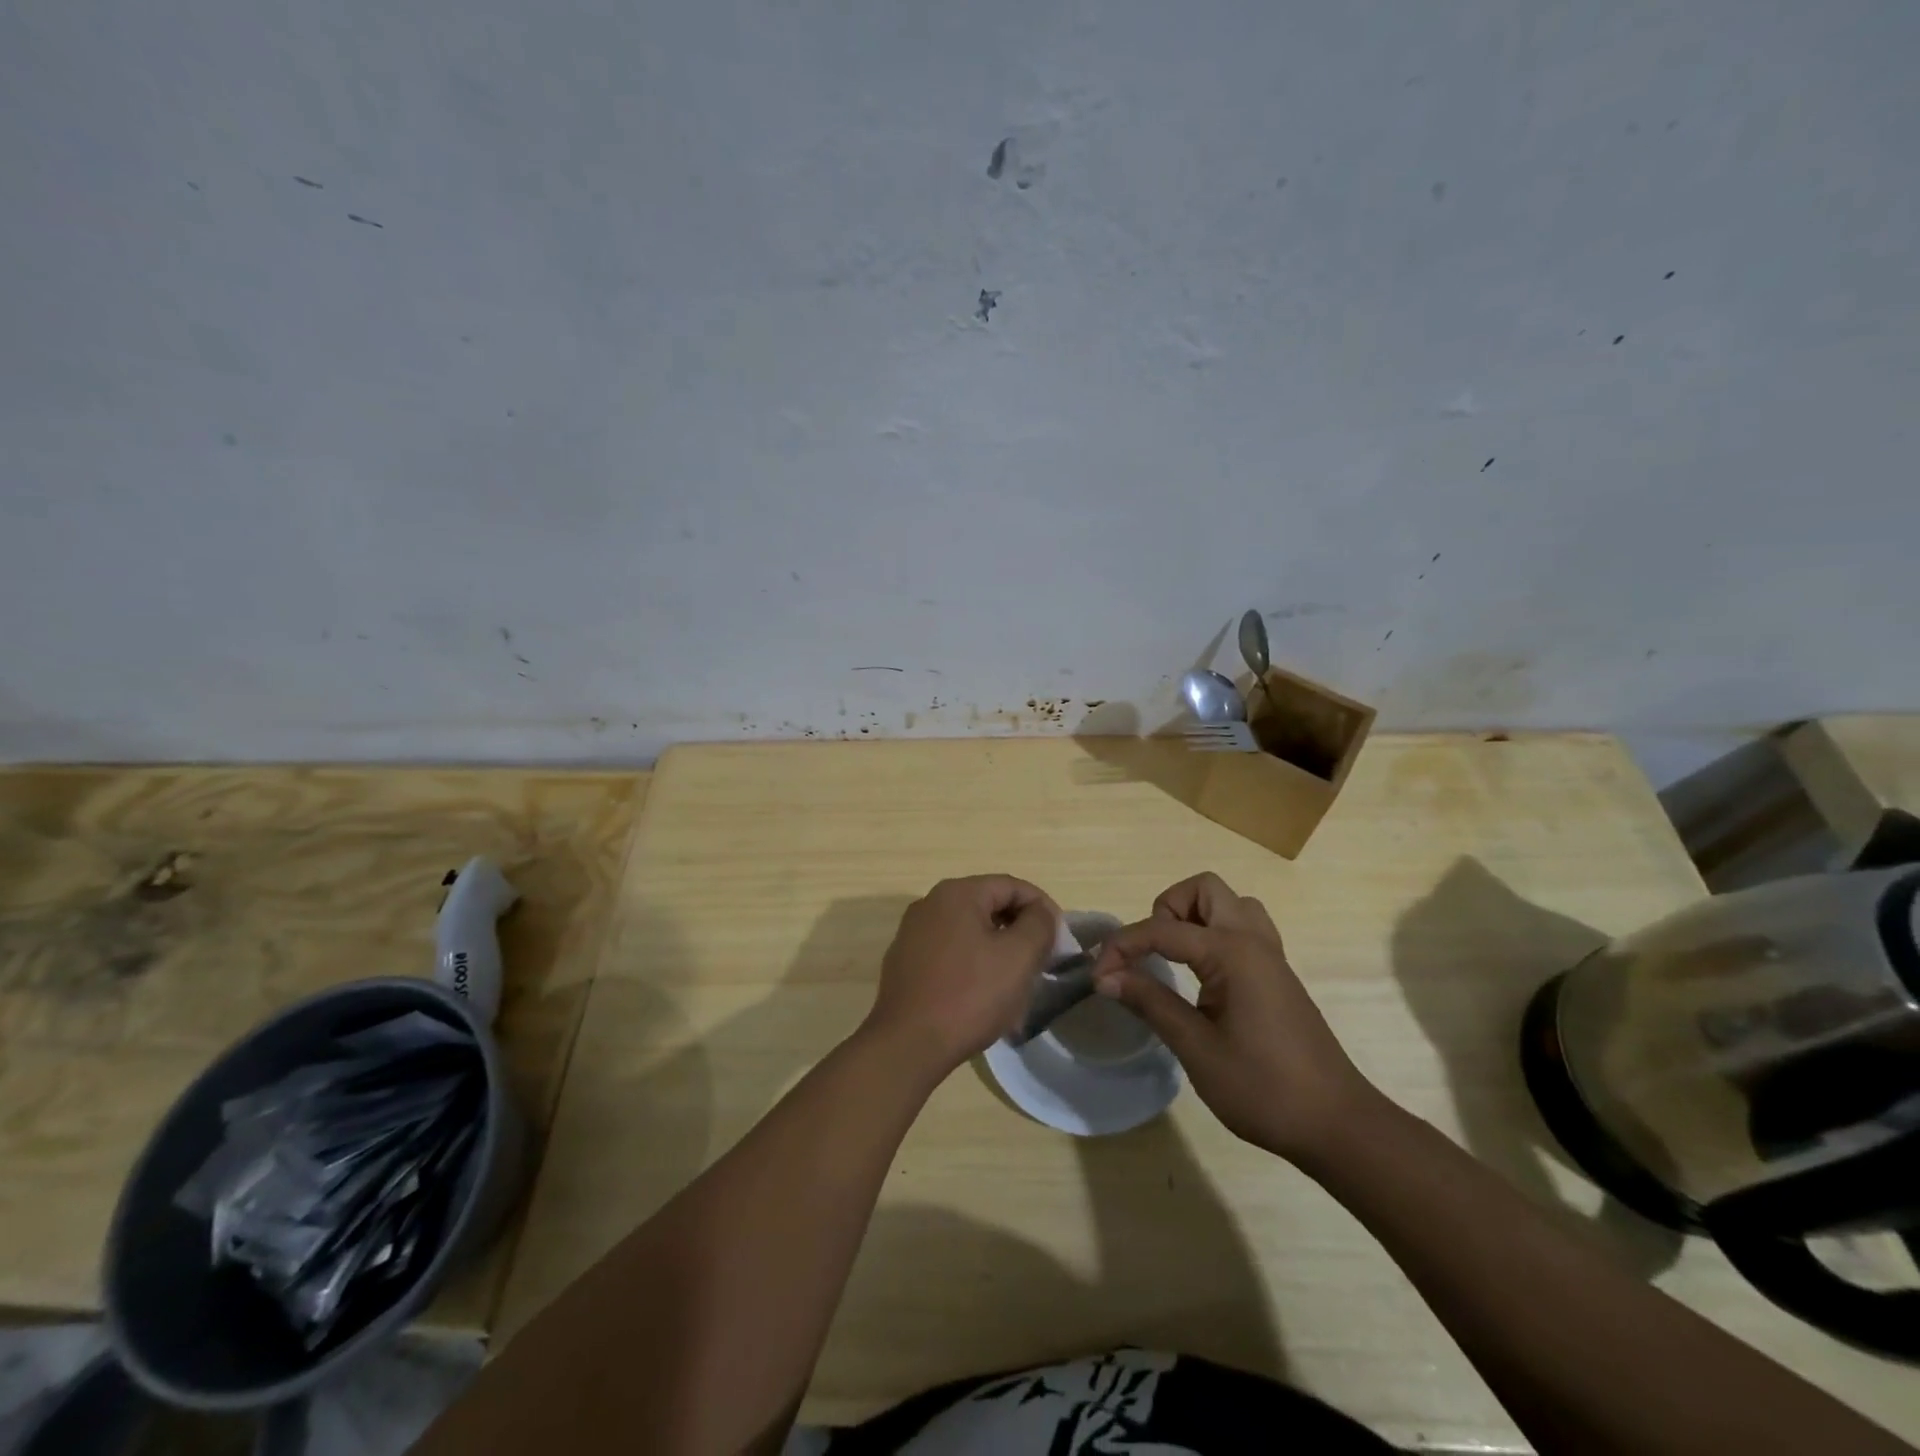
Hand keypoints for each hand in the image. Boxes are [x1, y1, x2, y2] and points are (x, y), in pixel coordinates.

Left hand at [864, 876, 1059, 1075]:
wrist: (908, 1044)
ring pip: (969, 930)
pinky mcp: (905, 961)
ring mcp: (913, 932)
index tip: (1059, 939)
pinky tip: (982, 993)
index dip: (1042, 908)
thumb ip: (1039, 924)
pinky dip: (972, 962)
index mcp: (957, 893)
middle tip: (1041, 960)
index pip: (1011, 886)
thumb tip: (1040, 911)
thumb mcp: (1018, 957)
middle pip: (988, 905)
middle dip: (1019, 929)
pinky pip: (949, 951)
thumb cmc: (970, 995)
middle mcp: (930, 903)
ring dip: (997, 948)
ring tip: (1015, 980)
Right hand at [1091, 872, 1377, 1163]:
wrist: (1337, 1124)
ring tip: (1175, 959)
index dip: (1123, 947)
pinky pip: (1243, 927)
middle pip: (1204, 889)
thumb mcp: (1196, 1049)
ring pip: (1229, 904)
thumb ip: (1150, 1003)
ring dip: (1194, 916)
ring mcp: (1271, 955)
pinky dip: (1214, 934)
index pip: (1163, 930)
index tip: (1098, 976)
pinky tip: (1202, 975)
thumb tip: (1106, 977)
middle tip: (1151, 953)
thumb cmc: (1264, 1088)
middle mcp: (1253, 940)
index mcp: (1232, 953)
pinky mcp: (1278, 974)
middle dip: (1167, 909)